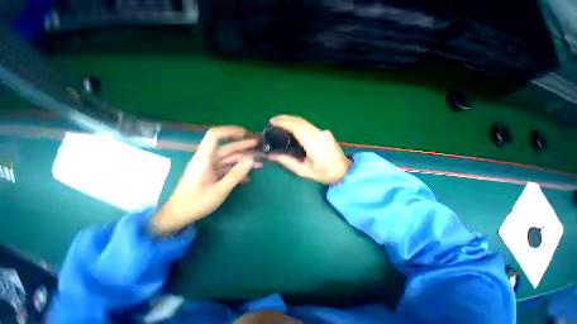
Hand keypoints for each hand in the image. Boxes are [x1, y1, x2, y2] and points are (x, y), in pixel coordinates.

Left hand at [152, 126, 260, 234]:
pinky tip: (248, 177)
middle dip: (243, 145)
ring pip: (229, 158)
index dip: (229, 131)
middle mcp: (207, 159)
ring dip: (244, 160)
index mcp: (204, 159)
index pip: (214, 136)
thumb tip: (252, 160)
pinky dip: (238, 170)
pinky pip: (227, 168)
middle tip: (259, 144)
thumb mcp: (220, 190)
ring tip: (259, 163)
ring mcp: (210, 167)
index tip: (245, 133)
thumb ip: (237, 174)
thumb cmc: (196, 203)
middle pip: (227, 147)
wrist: (179, 215)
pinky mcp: (212, 173)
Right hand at [267, 115, 350, 183]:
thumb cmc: (324, 174)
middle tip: (273, 121)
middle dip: (285, 118)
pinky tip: (292, 128)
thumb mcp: (304, 171)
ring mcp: (324, 132)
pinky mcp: (326, 132)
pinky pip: (309, 126)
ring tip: (280, 123)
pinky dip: (298, 124)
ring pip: (305, 122)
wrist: (345, 171)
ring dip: (291, 120)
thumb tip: (271, 155)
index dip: (284, 122)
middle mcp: (320, 135)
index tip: (272, 121)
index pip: (298, 128)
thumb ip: (287, 161)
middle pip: (300, 121)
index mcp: (315, 146)